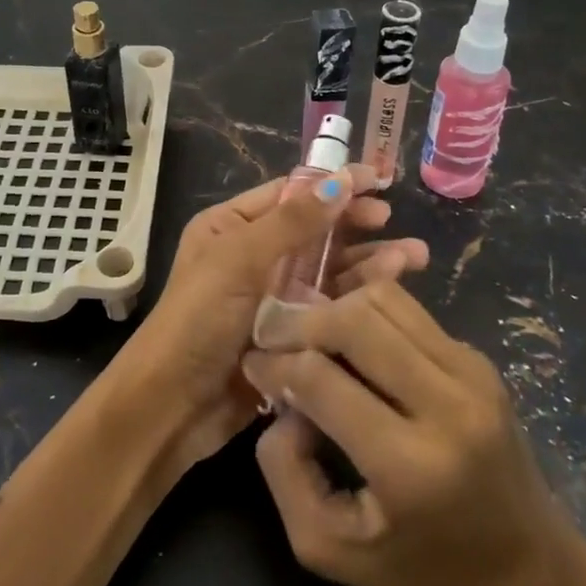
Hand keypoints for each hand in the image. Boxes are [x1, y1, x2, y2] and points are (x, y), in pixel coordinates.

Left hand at [113, 167, 428, 470]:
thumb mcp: (239, 261)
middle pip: (314, 232)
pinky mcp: (291, 335)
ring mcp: (273, 297)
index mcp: (232, 227)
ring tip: (412, 258)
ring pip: (328, 270)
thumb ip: (292, 223)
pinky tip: (390, 292)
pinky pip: (329, 308)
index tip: (376, 179)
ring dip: (366, 262)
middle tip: (393, 221)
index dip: (332, 185)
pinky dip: (358, 298)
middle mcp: (253, 256)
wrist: (172, 405)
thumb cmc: (198, 319)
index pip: (290, 195)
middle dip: (355, 224)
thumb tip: (339, 180)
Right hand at [241, 281, 582, 585]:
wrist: (532, 575)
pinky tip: (351, 340)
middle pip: (355, 320)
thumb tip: (282, 399)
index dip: (275, 363)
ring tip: (311, 334)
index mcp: (410, 466)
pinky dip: (368, 313)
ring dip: (335, 308)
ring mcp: (471, 374)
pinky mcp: (479, 359)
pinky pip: (409, 311)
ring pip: (384, 299)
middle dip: (301, 321)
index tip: (253, 364)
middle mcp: (448, 406)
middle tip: (273, 335)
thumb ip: (286, 470)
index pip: (321, 378)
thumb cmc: (425, 573)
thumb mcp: (331, 550)